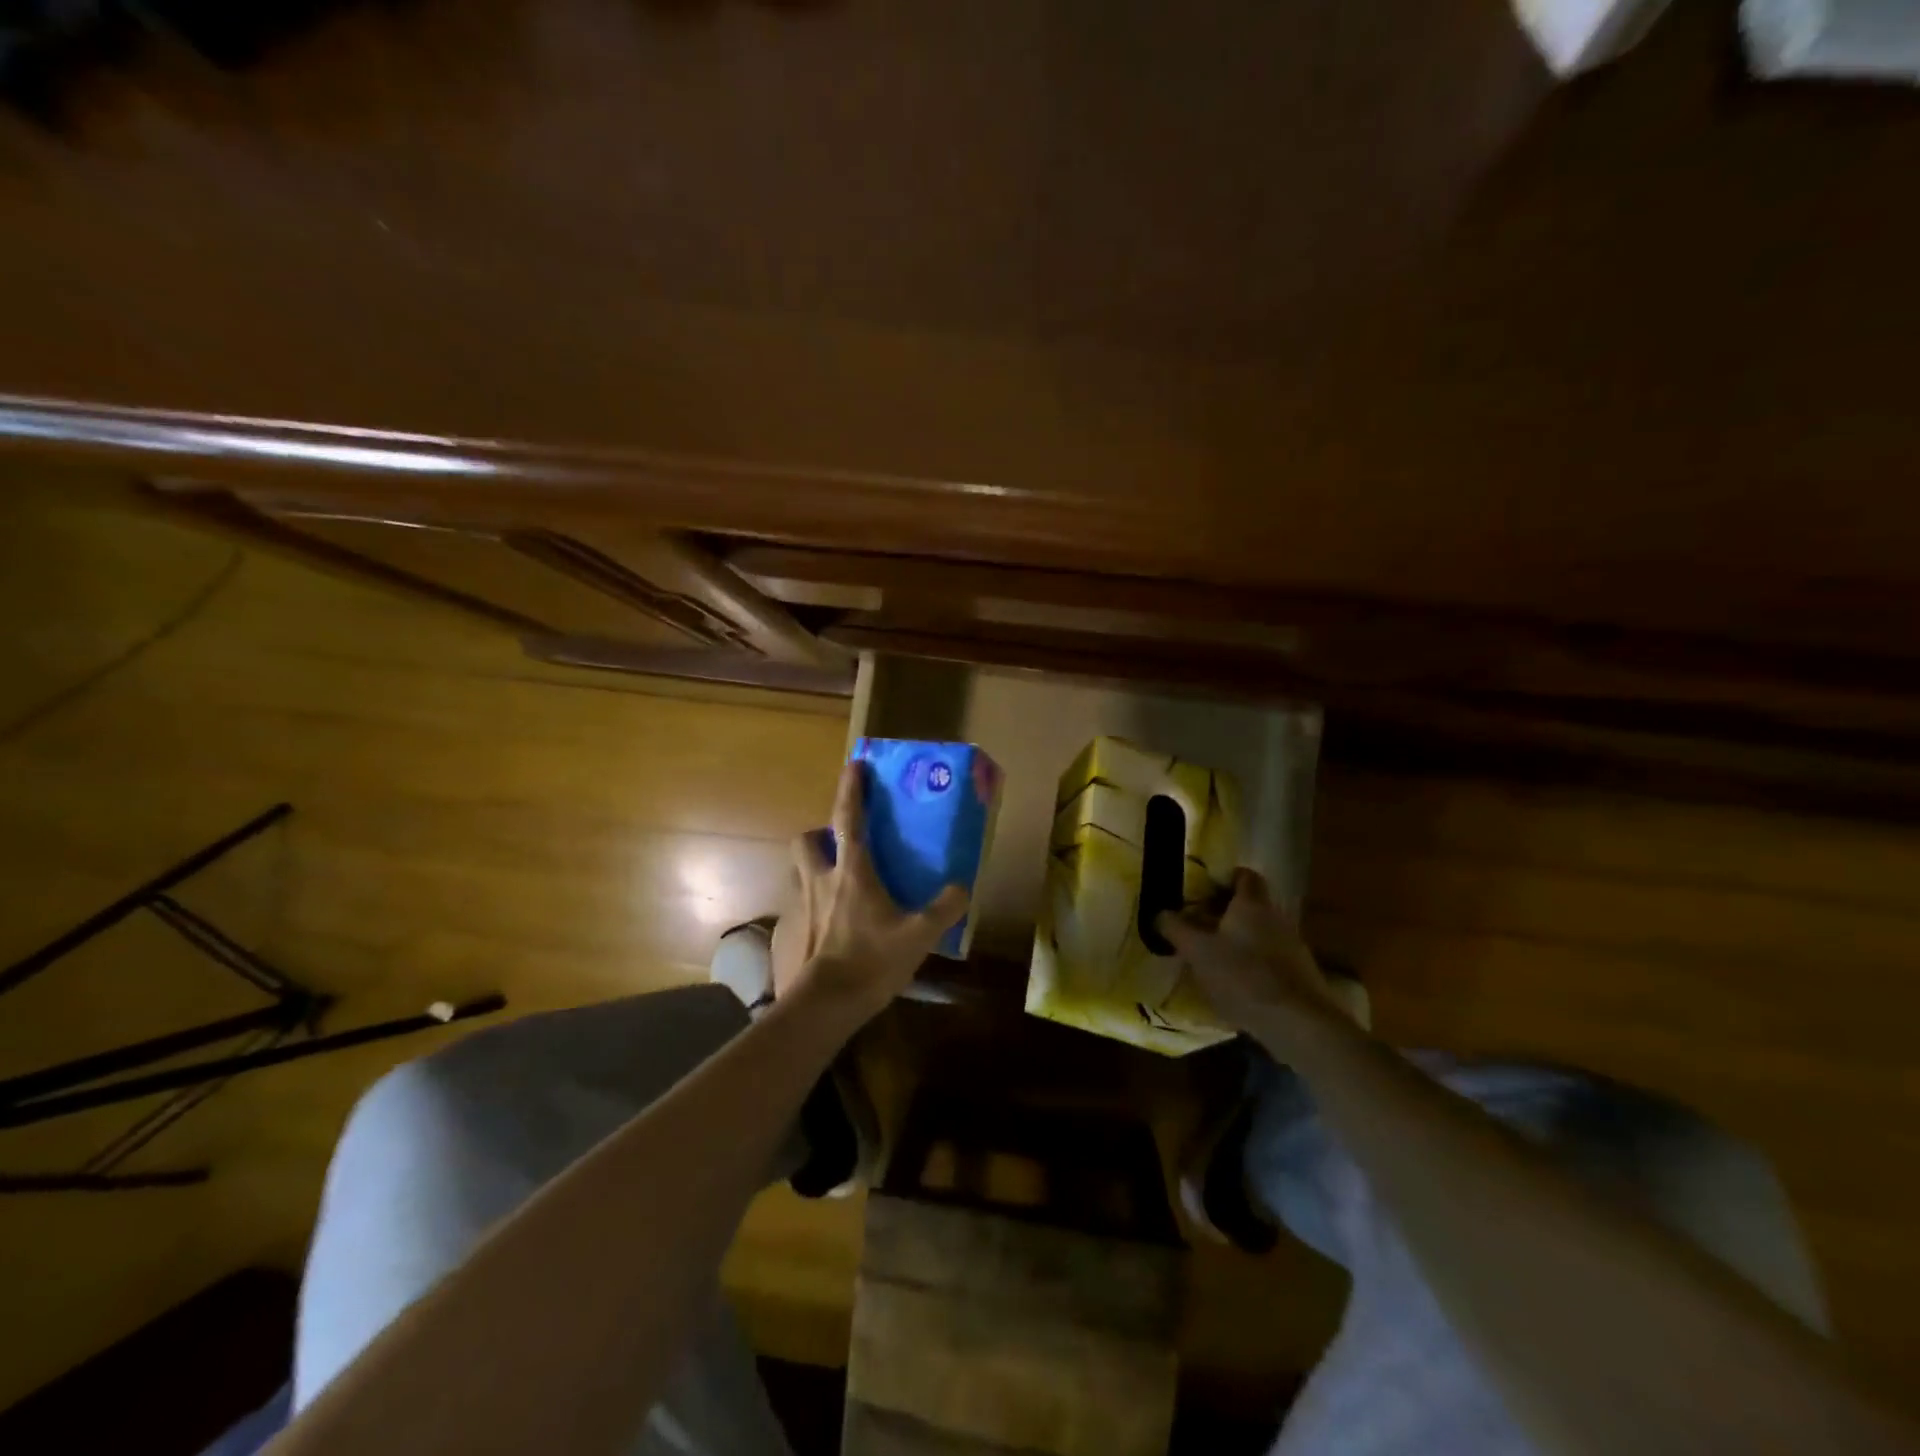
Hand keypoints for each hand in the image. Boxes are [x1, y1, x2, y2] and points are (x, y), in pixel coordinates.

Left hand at [773, 761, 968, 1021]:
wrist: (827, 1004)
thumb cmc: (871, 960)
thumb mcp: (919, 934)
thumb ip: (944, 908)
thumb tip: (963, 887)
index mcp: (852, 872)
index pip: (848, 819)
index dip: (851, 790)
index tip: (854, 764)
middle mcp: (822, 880)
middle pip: (806, 840)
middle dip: (819, 832)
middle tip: (839, 840)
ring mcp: (804, 906)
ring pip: (800, 870)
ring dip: (814, 864)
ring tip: (837, 876)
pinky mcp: (797, 930)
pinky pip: (802, 902)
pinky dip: (814, 900)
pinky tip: (834, 918)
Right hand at [1157, 868, 1346, 1044]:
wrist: (1298, 1023)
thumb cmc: (1243, 976)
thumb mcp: (1197, 952)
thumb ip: (1176, 929)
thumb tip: (1160, 913)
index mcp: (1252, 904)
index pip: (1244, 876)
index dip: (1223, 880)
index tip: (1202, 893)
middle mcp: (1276, 918)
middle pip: (1250, 906)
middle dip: (1225, 913)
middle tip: (1198, 927)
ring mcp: (1293, 947)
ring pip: (1260, 933)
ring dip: (1238, 941)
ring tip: (1212, 959)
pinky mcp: (1300, 976)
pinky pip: (1270, 959)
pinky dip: (1252, 965)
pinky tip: (1235, 985)